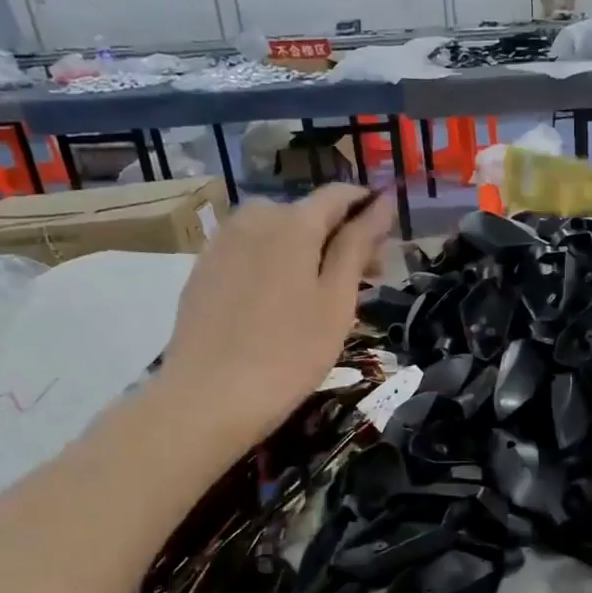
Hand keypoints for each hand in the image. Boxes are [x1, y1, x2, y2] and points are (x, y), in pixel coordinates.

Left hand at [161, 185, 392, 444]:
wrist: (209, 397)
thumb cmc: (290, 352)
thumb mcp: (337, 300)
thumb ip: (358, 246)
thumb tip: (382, 204)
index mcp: (293, 222)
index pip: (339, 195)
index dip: (368, 207)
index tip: (388, 236)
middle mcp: (254, 218)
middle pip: (307, 214)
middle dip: (339, 237)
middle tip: (364, 280)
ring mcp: (222, 242)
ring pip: (277, 234)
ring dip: (307, 252)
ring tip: (323, 295)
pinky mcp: (203, 269)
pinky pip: (251, 252)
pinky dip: (275, 264)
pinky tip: (281, 303)